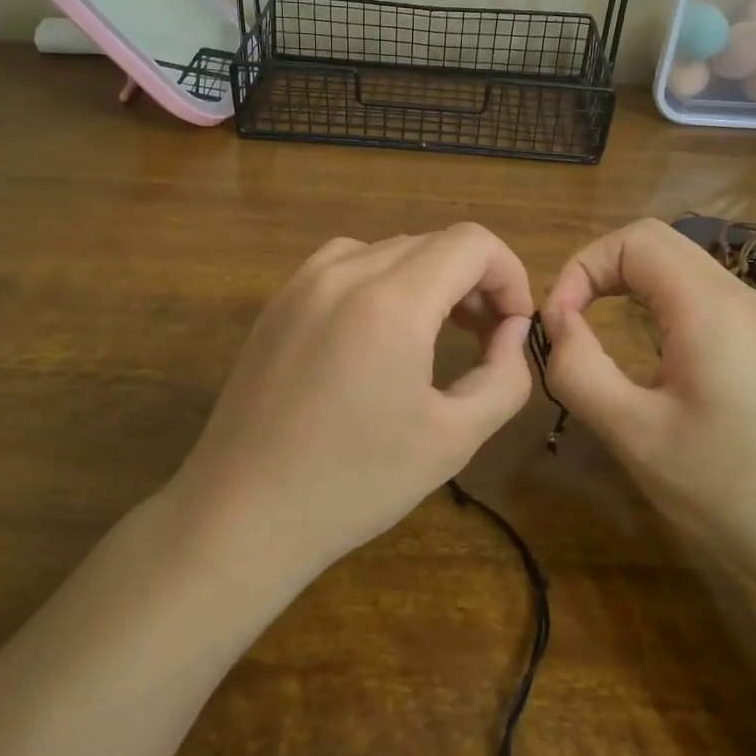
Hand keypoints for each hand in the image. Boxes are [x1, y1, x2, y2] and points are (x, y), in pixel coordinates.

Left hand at [171, 224, 535, 584]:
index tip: (513, 327)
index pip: (472, 242)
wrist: (242, 514)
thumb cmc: (354, 483)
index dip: (509, 274)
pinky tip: (380, 331)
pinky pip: (347, 263)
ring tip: (438, 332)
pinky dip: (383, 281)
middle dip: (474, 281)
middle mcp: (344, 272)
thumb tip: (510, 331)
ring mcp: (303, 281)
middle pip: (433, 242)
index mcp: (391, 301)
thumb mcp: (453, 439)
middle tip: (484, 338)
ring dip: (429, 278)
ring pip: (391, 249)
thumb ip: (504, 376)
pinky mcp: (279, 300)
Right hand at [541, 219, 755, 592]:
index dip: (582, 267)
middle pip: (656, 243)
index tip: (558, 322)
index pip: (633, 240)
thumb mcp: (636, 434)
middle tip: (569, 320)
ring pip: (679, 267)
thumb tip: (556, 322)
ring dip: (628, 284)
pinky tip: (646, 351)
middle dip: (600, 269)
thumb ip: (580, 370)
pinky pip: (699, 297)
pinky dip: (657, 303)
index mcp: (708, 305)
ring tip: (595, 331)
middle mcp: (737, 296)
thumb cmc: (729, 489)